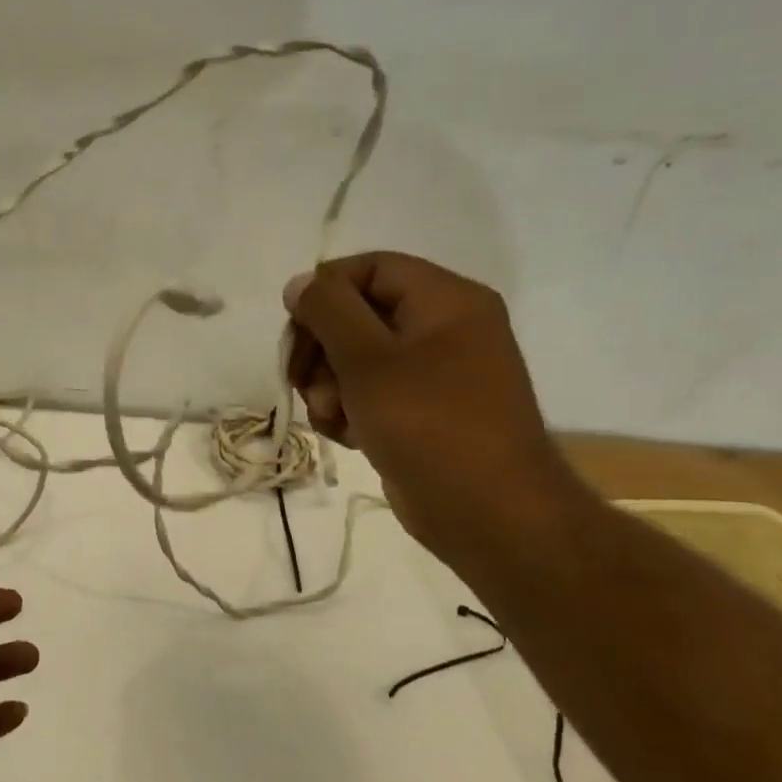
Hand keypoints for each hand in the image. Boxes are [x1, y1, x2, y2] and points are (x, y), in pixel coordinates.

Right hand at [282, 252, 586, 565]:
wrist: (488, 513)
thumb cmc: (429, 424)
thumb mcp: (367, 359)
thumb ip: (328, 311)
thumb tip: (300, 282)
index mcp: (446, 300)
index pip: (369, 268)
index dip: (323, 292)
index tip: (293, 329)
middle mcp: (444, 327)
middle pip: (357, 314)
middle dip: (321, 348)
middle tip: (300, 380)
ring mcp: (434, 372)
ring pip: (356, 358)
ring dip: (328, 385)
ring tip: (331, 416)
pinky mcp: (422, 410)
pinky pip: (370, 392)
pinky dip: (348, 409)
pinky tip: (345, 434)